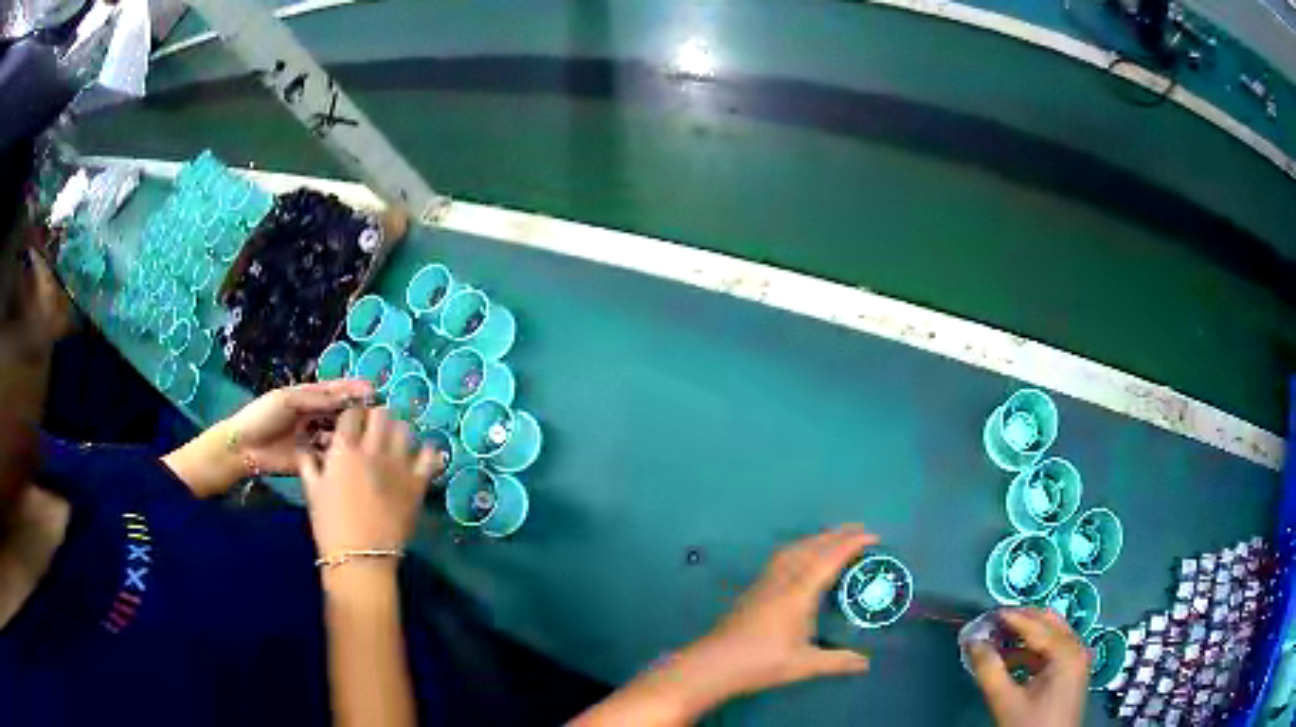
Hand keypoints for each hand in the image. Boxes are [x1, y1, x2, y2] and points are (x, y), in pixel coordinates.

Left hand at [224, 379, 371, 475]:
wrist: (244, 447)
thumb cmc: (263, 416)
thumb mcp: (288, 400)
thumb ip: (315, 399)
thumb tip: (344, 396)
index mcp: (306, 397)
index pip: (334, 391)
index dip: (353, 390)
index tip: (373, 390)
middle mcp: (313, 416)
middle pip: (339, 412)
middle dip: (356, 412)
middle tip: (376, 415)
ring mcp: (312, 438)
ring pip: (337, 434)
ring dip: (350, 433)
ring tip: (365, 434)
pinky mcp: (311, 459)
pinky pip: (330, 455)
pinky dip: (340, 453)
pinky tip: (350, 453)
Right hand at [298, 407, 441, 557]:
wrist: (360, 558)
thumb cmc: (330, 525)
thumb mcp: (311, 490)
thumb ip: (308, 462)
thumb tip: (304, 444)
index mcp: (344, 449)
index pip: (353, 412)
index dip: (353, 415)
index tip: (354, 424)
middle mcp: (372, 450)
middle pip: (381, 414)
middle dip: (377, 418)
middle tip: (375, 431)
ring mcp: (398, 465)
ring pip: (405, 428)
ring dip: (399, 431)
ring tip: (396, 443)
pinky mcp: (417, 483)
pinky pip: (429, 455)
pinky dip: (426, 452)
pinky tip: (420, 457)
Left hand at [571, 525, 874, 726]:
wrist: (713, 664)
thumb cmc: (760, 664)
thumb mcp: (804, 665)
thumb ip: (837, 662)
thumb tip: (866, 663)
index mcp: (798, 594)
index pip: (828, 559)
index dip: (851, 545)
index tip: (873, 536)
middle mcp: (781, 581)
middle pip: (810, 547)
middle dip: (836, 535)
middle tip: (860, 530)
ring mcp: (764, 583)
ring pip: (793, 550)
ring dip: (816, 538)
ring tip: (834, 538)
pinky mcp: (753, 590)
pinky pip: (781, 558)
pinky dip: (800, 549)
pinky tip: (801, 558)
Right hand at [969, 608, 1089, 726]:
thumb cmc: (1030, 726)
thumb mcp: (1006, 702)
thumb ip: (989, 671)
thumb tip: (972, 642)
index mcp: (1066, 651)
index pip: (1036, 625)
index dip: (1010, 618)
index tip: (985, 614)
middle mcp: (1076, 648)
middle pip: (1048, 623)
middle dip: (1019, 621)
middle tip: (991, 623)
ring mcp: (1075, 659)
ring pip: (1050, 635)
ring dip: (1024, 635)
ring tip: (997, 639)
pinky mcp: (1070, 672)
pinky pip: (1051, 650)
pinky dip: (1030, 649)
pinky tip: (1010, 658)